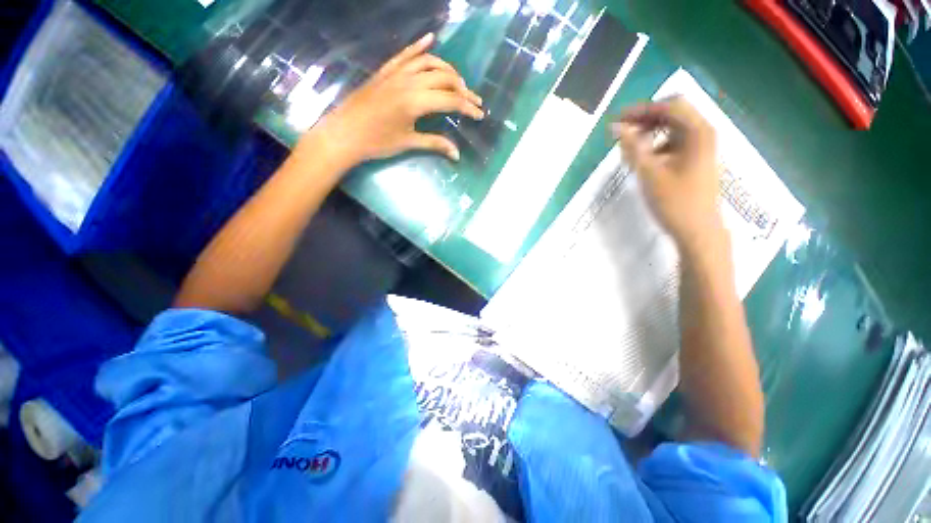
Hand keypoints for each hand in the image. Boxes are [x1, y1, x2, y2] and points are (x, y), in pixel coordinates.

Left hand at [300, 33, 483, 165]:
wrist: (344, 134)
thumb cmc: (377, 142)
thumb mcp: (408, 143)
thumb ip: (435, 144)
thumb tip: (457, 154)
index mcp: (415, 101)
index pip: (450, 101)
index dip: (468, 108)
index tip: (479, 116)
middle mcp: (409, 81)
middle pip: (444, 79)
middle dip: (463, 90)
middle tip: (474, 101)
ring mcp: (396, 72)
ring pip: (429, 63)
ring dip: (448, 70)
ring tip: (459, 82)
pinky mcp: (386, 71)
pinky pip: (406, 54)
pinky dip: (419, 46)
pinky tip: (431, 39)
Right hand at [612, 97, 725, 253]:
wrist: (698, 231)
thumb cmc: (674, 202)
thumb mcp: (649, 174)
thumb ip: (632, 148)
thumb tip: (617, 127)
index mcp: (698, 132)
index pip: (669, 106)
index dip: (641, 109)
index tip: (617, 120)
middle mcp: (704, 134)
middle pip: (673, 115)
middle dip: (644, 120)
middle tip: (620, 132)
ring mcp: (702, 148)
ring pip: (672, 130)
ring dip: (649, 134)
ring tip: (629, 149)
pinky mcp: (696, 161)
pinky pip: (674, 144)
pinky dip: (657, 147)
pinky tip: (645, 161)